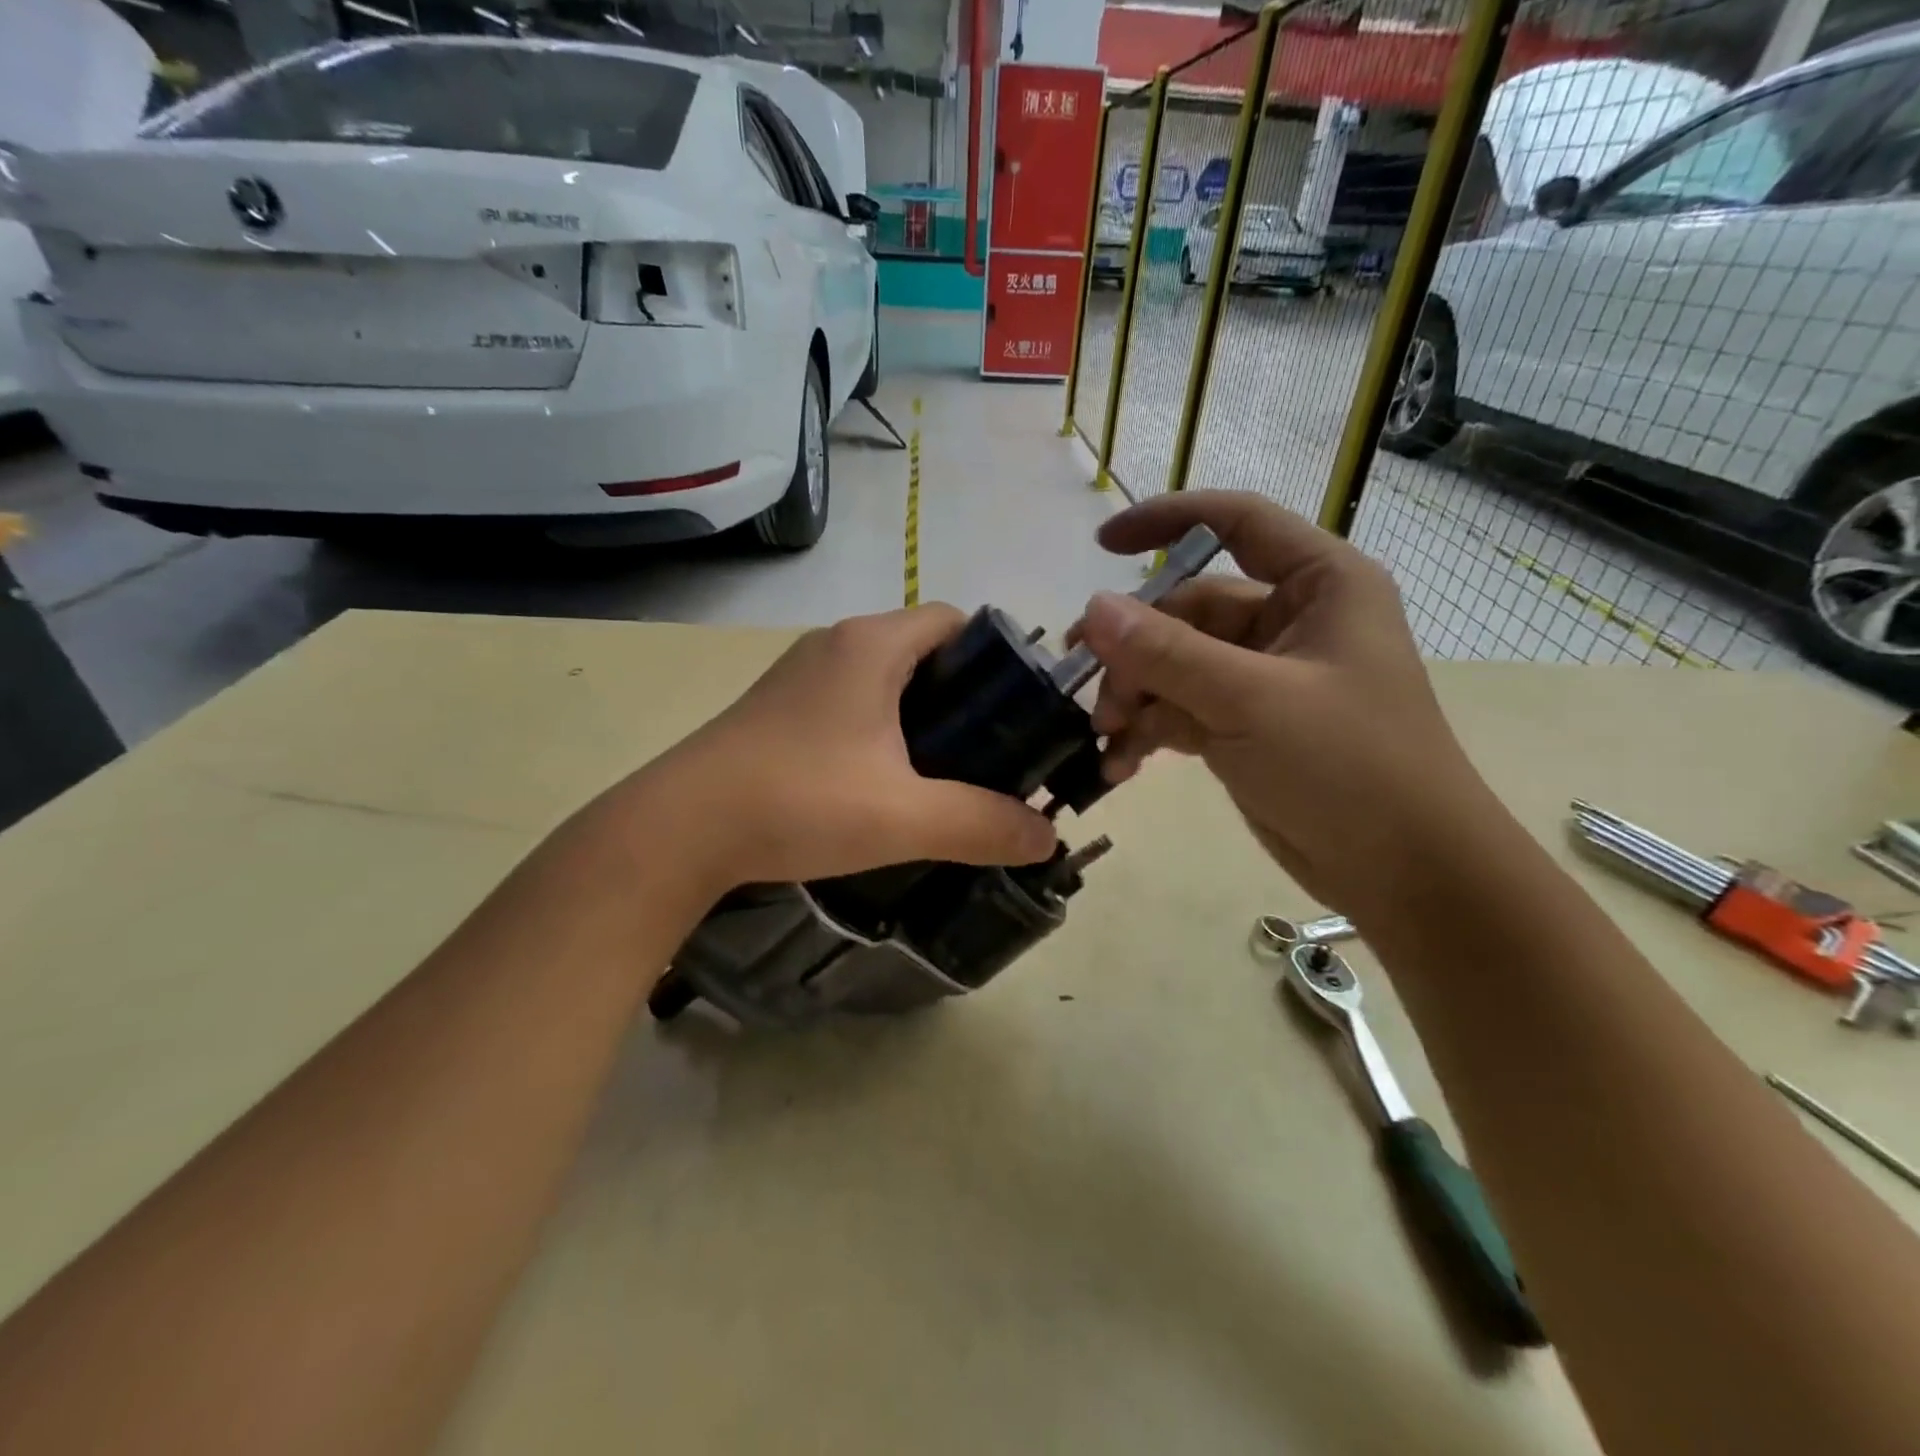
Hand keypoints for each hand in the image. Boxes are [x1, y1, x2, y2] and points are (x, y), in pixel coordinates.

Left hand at [632, 605, 1056, 891]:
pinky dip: (881, 727)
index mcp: (872, 645)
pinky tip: (884, 780)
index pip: (956, 620)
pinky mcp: (778, 708)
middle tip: (990, 751)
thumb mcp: (905, 818)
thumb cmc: (799, 802)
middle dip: (964, 695)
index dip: (996, 658)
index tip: (1017, 712)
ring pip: (884, 677)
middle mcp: (835, 644)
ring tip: (945, 770)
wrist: (680, 829)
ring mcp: (800, 675)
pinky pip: (850, 700)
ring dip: (920, 715)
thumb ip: (984, 825)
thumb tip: (1048, 838)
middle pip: (923, 649)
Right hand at [1074, 491, 1492, 919]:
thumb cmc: (1349, 766)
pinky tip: (1119, 763)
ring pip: (1176, 664)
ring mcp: (1265, 677)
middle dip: (1135, 651)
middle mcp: (1290, 621)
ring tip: (1104, 736)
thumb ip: (1167, 653)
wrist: (1403, 871)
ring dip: (1135, 696)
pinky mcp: (1246, 725)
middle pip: (1188, 611)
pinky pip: (1181, 709)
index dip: (1167, 520)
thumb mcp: (1251, 700)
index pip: (1237, 522)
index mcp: (1318, 585)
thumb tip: (1093, 609)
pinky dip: (1149, 731)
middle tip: (1091, 692)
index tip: (1101, 545)